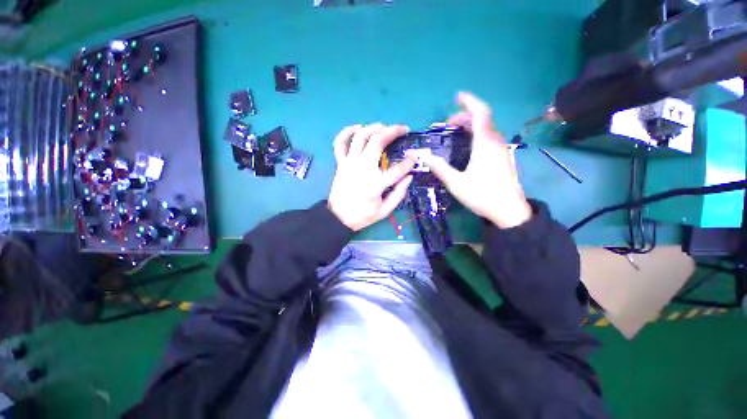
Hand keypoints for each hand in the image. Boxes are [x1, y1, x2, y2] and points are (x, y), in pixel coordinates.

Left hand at [328, 124, 414, 231]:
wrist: (338, 218)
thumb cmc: (362, 215)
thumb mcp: (384, 211)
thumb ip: (398, 194)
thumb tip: (409, 177)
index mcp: (376, 184)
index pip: (398, 169)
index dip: (409, 162)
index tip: (414, 158)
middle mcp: (362, 168)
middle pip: (378, 141)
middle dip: (393, 131)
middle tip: (403, 129)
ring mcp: (349, 163)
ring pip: (361, 137)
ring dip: (374, 127)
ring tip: (384, 126)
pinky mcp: (340, 163)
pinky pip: (340, 143)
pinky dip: (346, 132)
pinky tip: (357, 127)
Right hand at [417, 92, 531, 228]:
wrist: (509, 211)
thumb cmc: (482, 195)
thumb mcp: (456, 183)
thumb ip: (440, 168)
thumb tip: (425, 157)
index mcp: (485, 144)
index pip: (480, 113)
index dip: (469, 102)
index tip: (457, 96)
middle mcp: (495, 142)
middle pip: (482, 120)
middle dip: (465, 116)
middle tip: (447, 124)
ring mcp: (501, 150)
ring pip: (486, 129)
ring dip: (471, 125)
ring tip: (455, 131)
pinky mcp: (502, 157)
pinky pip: (489, 138)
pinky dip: (476, 134)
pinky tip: (467, 145)